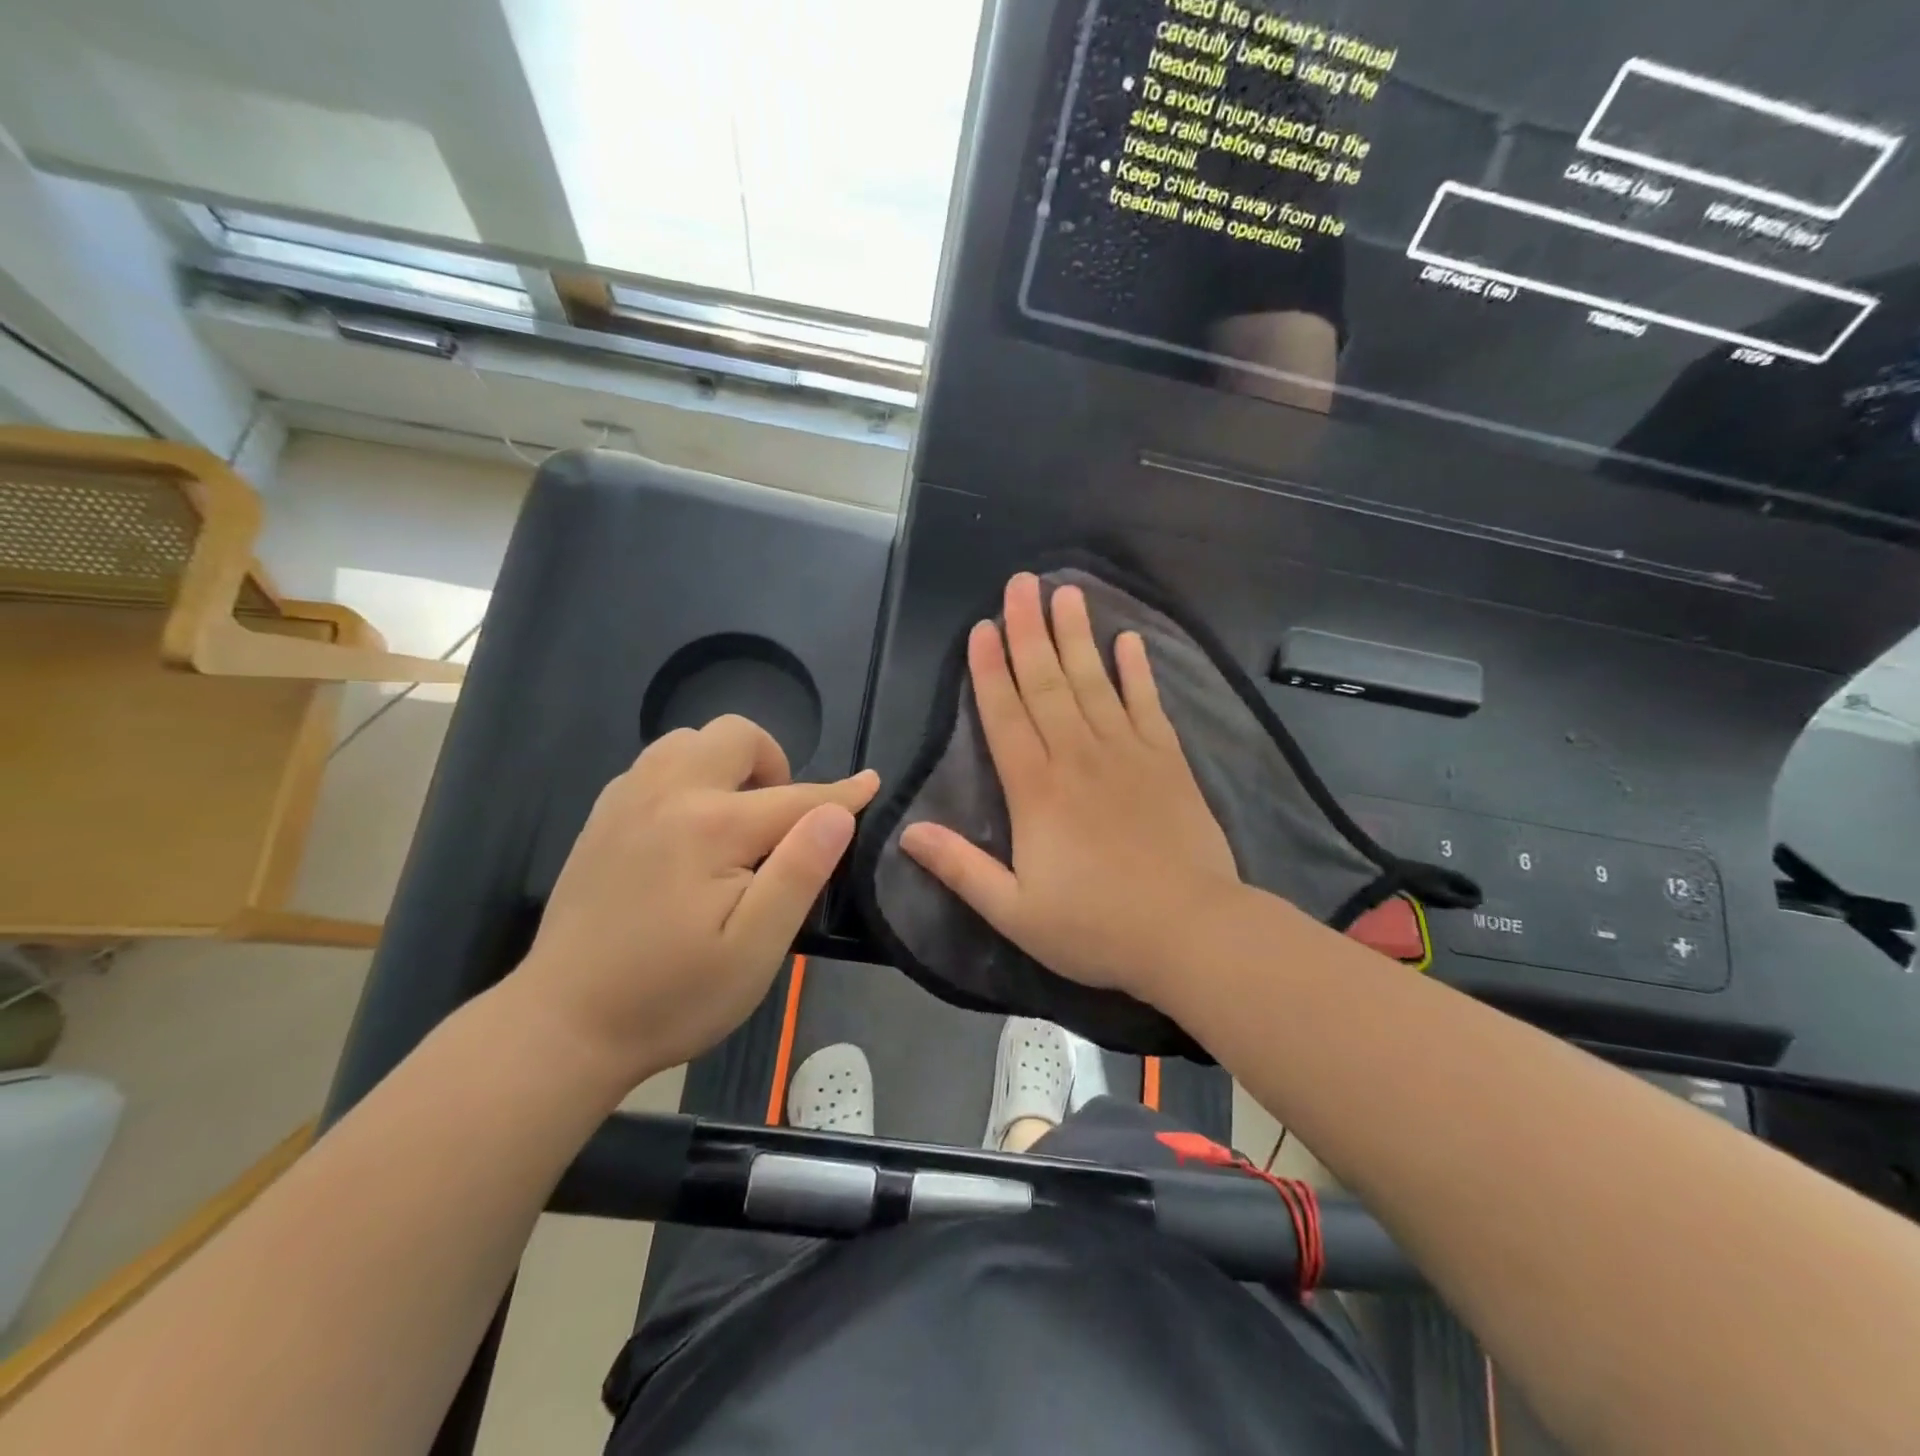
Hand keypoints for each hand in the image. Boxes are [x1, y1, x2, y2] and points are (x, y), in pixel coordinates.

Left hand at [515, 716, 878, 1086]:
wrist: (562, 1027)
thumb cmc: (671, 997)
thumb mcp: (754, 950)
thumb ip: (800, 872)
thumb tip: (839, 813)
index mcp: (712, 827)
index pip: (796, 797)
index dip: (842, 794)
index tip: (872, 783)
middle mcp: (667, 795)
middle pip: (735, 737)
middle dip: (775, 762)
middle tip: (781, 818)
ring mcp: (627, 801)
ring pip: (689, 740)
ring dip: (727, 763)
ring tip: (736, 816)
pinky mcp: (602, 818)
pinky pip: (655, 764)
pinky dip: (688, 775)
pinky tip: (689, 826)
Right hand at [900, 573, 1240, 1002]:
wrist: (1190, 932)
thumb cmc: (1096, 927)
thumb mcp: (1014, 912)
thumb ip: (960, 868)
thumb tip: (906, 832)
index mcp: (1036, 791)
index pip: (1005, 716)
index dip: (989, 670)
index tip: (980, 628)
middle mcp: (1078, 757)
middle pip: (1047, 683)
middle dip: (1028, 631)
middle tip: (1019, 584)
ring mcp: (1127, 753)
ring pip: (1093, 682)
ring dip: (1076, 636)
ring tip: (1065, 593)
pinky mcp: (1167, 760)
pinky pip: (1147, 704)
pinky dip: (1137, 670)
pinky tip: (1128, 640)